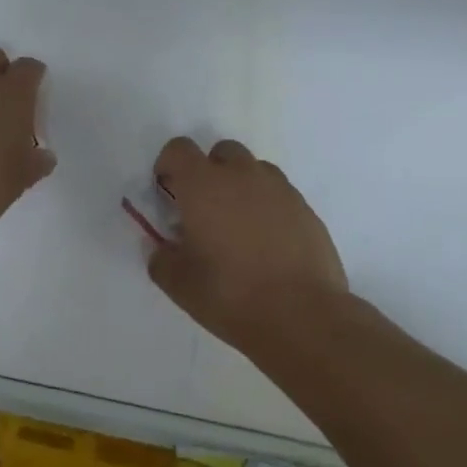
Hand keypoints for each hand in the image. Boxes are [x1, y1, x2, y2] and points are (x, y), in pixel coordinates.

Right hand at [145, 137, 346, 351]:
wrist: (302, 316)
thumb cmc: (230, 295)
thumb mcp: (179, 284)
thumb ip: (161, 258)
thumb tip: (160, 248)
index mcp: (203, 186)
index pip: (179, 149)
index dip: (168, 165)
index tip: (167, 193)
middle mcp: (242, 176)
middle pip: (221, 152)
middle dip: (209, 172)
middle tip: (204, 210)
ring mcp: (279, 189)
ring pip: (254, 170)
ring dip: (241, 186)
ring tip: (238, 226)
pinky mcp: (306, 209)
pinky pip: (279, 194)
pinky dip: (268, 207)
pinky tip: (267, 243)